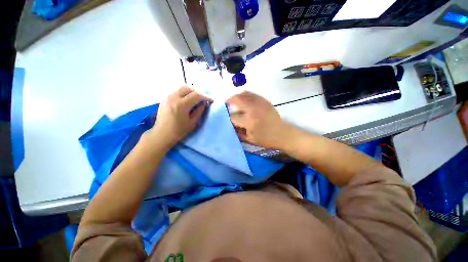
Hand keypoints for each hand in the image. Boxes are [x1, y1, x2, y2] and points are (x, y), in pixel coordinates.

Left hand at [148, 85, 211, 148]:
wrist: (162, 134)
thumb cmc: (179, 130)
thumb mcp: (193, 122)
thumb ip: (199, 111)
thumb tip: (204, 103)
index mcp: (181, 105)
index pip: (196, 95)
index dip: (205, 96)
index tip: (211, 100)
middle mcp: (173, 97)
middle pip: (188, 87)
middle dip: (197, 92)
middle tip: (202, 99)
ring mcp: (167, 97)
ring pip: (181, 88)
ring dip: (190, 92)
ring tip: (195, 100)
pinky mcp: (164, 98)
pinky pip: (176, 91)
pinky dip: (184, 94)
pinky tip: (186, 101)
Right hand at [227, 91, 289, 147]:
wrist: (282, 133)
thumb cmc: (266, 138)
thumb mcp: (250, 139)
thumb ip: (239, 132)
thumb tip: (232, 126)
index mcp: (249, 121)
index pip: (233, 117)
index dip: (229, 117)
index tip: (227, 117)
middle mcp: (253, 110)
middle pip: (237, 100)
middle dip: (230, 101)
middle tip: (227, 103)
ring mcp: (259, 103)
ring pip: (244, 94)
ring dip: (237, 96)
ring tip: (234, 100)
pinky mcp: (264, 101)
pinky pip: (252, 94)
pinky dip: (245, 95)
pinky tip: (244, 99)